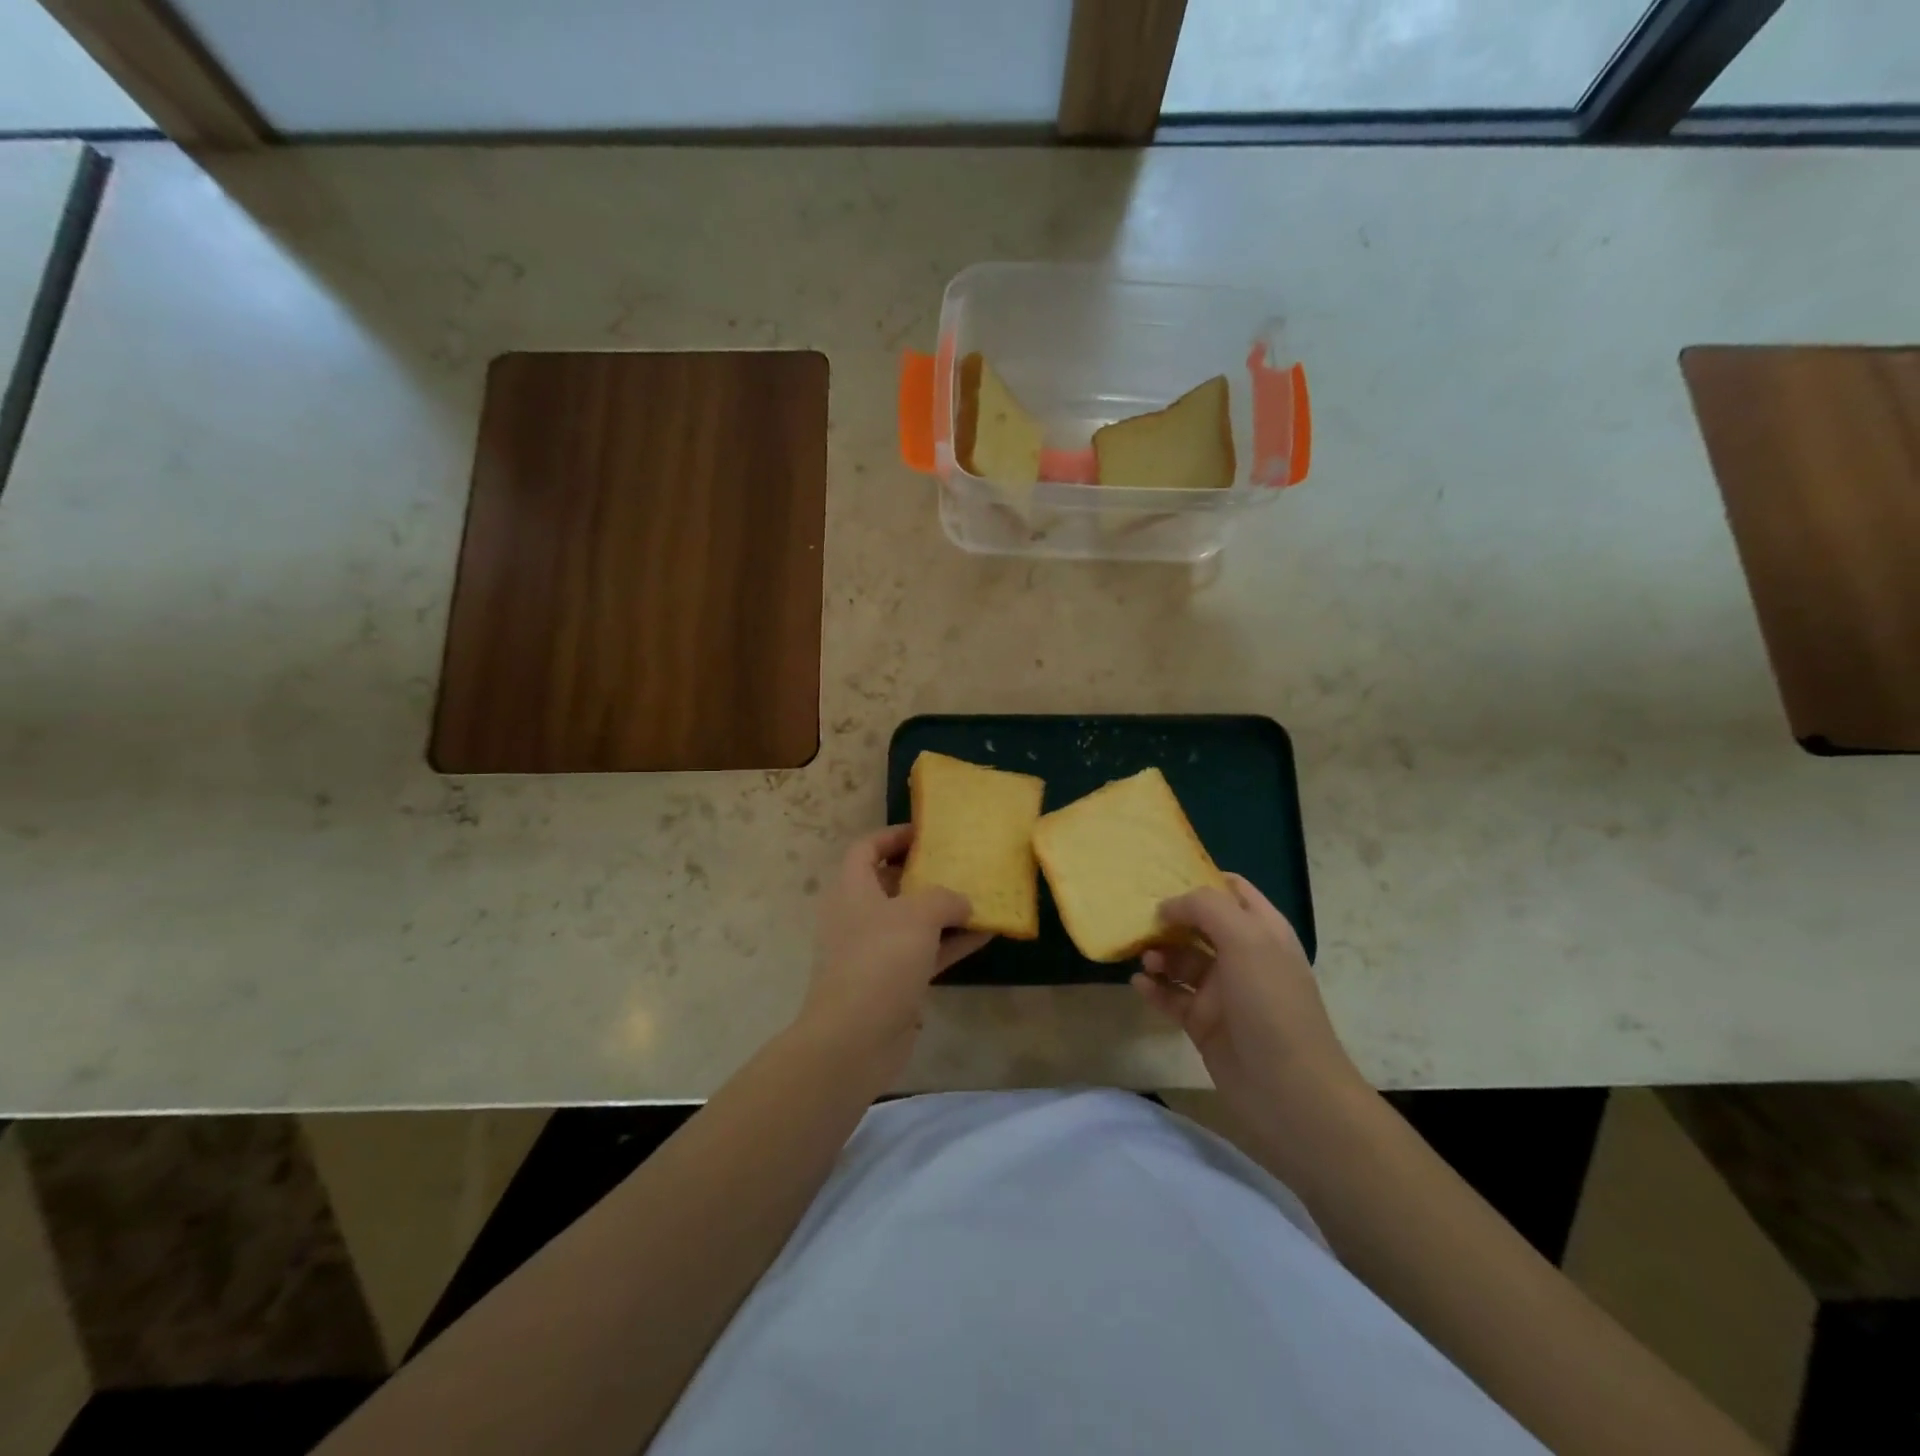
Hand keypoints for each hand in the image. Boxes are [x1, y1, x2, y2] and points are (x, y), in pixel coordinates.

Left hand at [799, 826, 989, 1069]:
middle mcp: (858, 916)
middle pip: (889, 883)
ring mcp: (874, 951)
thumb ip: (945, 898)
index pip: (866, 848)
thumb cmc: (880, 960)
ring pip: (911, 920)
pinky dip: (951, 942)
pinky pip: (925, 952)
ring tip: (980, 896)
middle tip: (958, 863)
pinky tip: (986, 934)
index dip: (893, 835)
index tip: (927, 833)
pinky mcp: (892, 982)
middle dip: (924, 872)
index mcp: (851, 889)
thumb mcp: (917, 915)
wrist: (854, 1038)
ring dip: (943, 909)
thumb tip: (963, 902)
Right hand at [1132, 874, 1362, 1114]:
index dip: (1200, 880)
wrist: (1290, 1092)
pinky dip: (1155, 988)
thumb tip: (1168, 906)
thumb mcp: (1246, 940)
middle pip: (1200, 924)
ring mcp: (1223, 992)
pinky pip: (1172, 997)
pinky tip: (1138, 984)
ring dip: (1160, 954)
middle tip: (1138, 918)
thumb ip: (1206, 908)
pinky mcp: (1204, 1024)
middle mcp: (1243, 956)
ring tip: (1144, 958)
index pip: (1231, 890)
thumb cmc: (1272, 1005)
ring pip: (1183, 960)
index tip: (1162, 878)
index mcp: (1262, 931)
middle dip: (1170, 918)